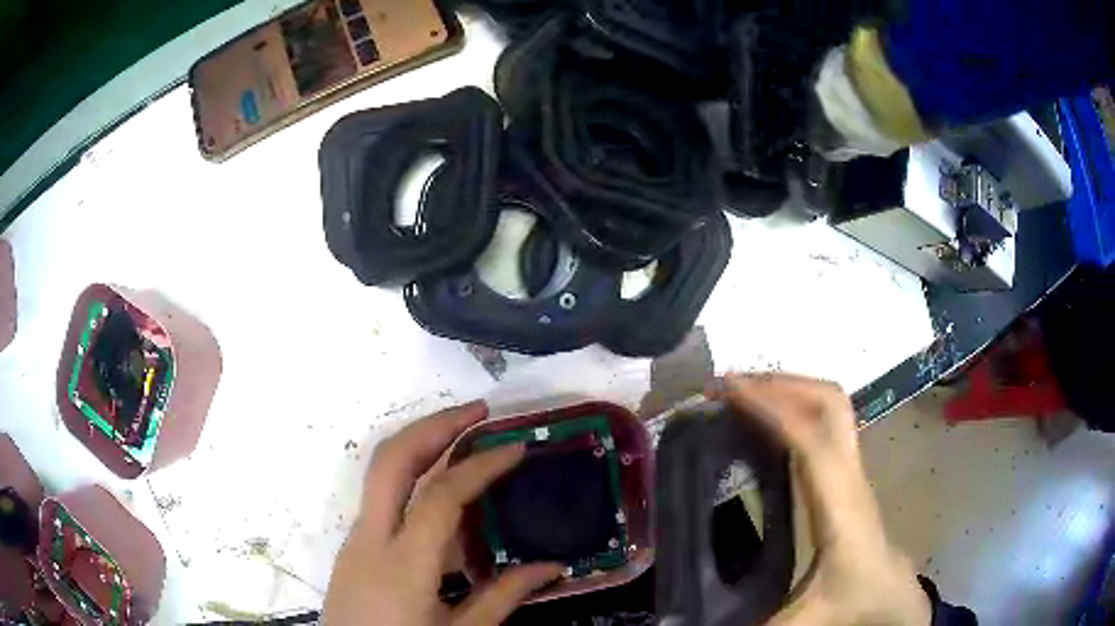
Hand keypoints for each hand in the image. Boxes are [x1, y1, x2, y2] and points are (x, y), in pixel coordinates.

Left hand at [324, 401, 562, 625]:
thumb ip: (504, 598)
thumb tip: (552, 567)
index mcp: (404, 565)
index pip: (442, 495)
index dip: (480, 465)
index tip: (515, 447)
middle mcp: (371, 539)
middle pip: (392, 460)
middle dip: (434, 425)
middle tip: (477, 411)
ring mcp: (355, 539)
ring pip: (379, 472)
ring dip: (419, 443)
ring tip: (461, 434)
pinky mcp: (352, 547)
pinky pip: (380, 497)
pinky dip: (410, 475)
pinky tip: (438, 489)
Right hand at [710, 373, 930, 625]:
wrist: (892, 597)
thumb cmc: (853, 603)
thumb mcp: (802, 622)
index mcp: (840, 507)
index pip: (812, 439)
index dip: (772, 409)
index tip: (728, 393)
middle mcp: (851, 476)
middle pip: (829, 402)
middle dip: (781, 383)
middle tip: (729, 385)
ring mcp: (854, 470)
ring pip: (832, 405)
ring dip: (790, 388)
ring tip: (744, 392)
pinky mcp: (849, 473)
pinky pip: (827, 422)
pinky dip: (798, 405)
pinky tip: (771, 420)